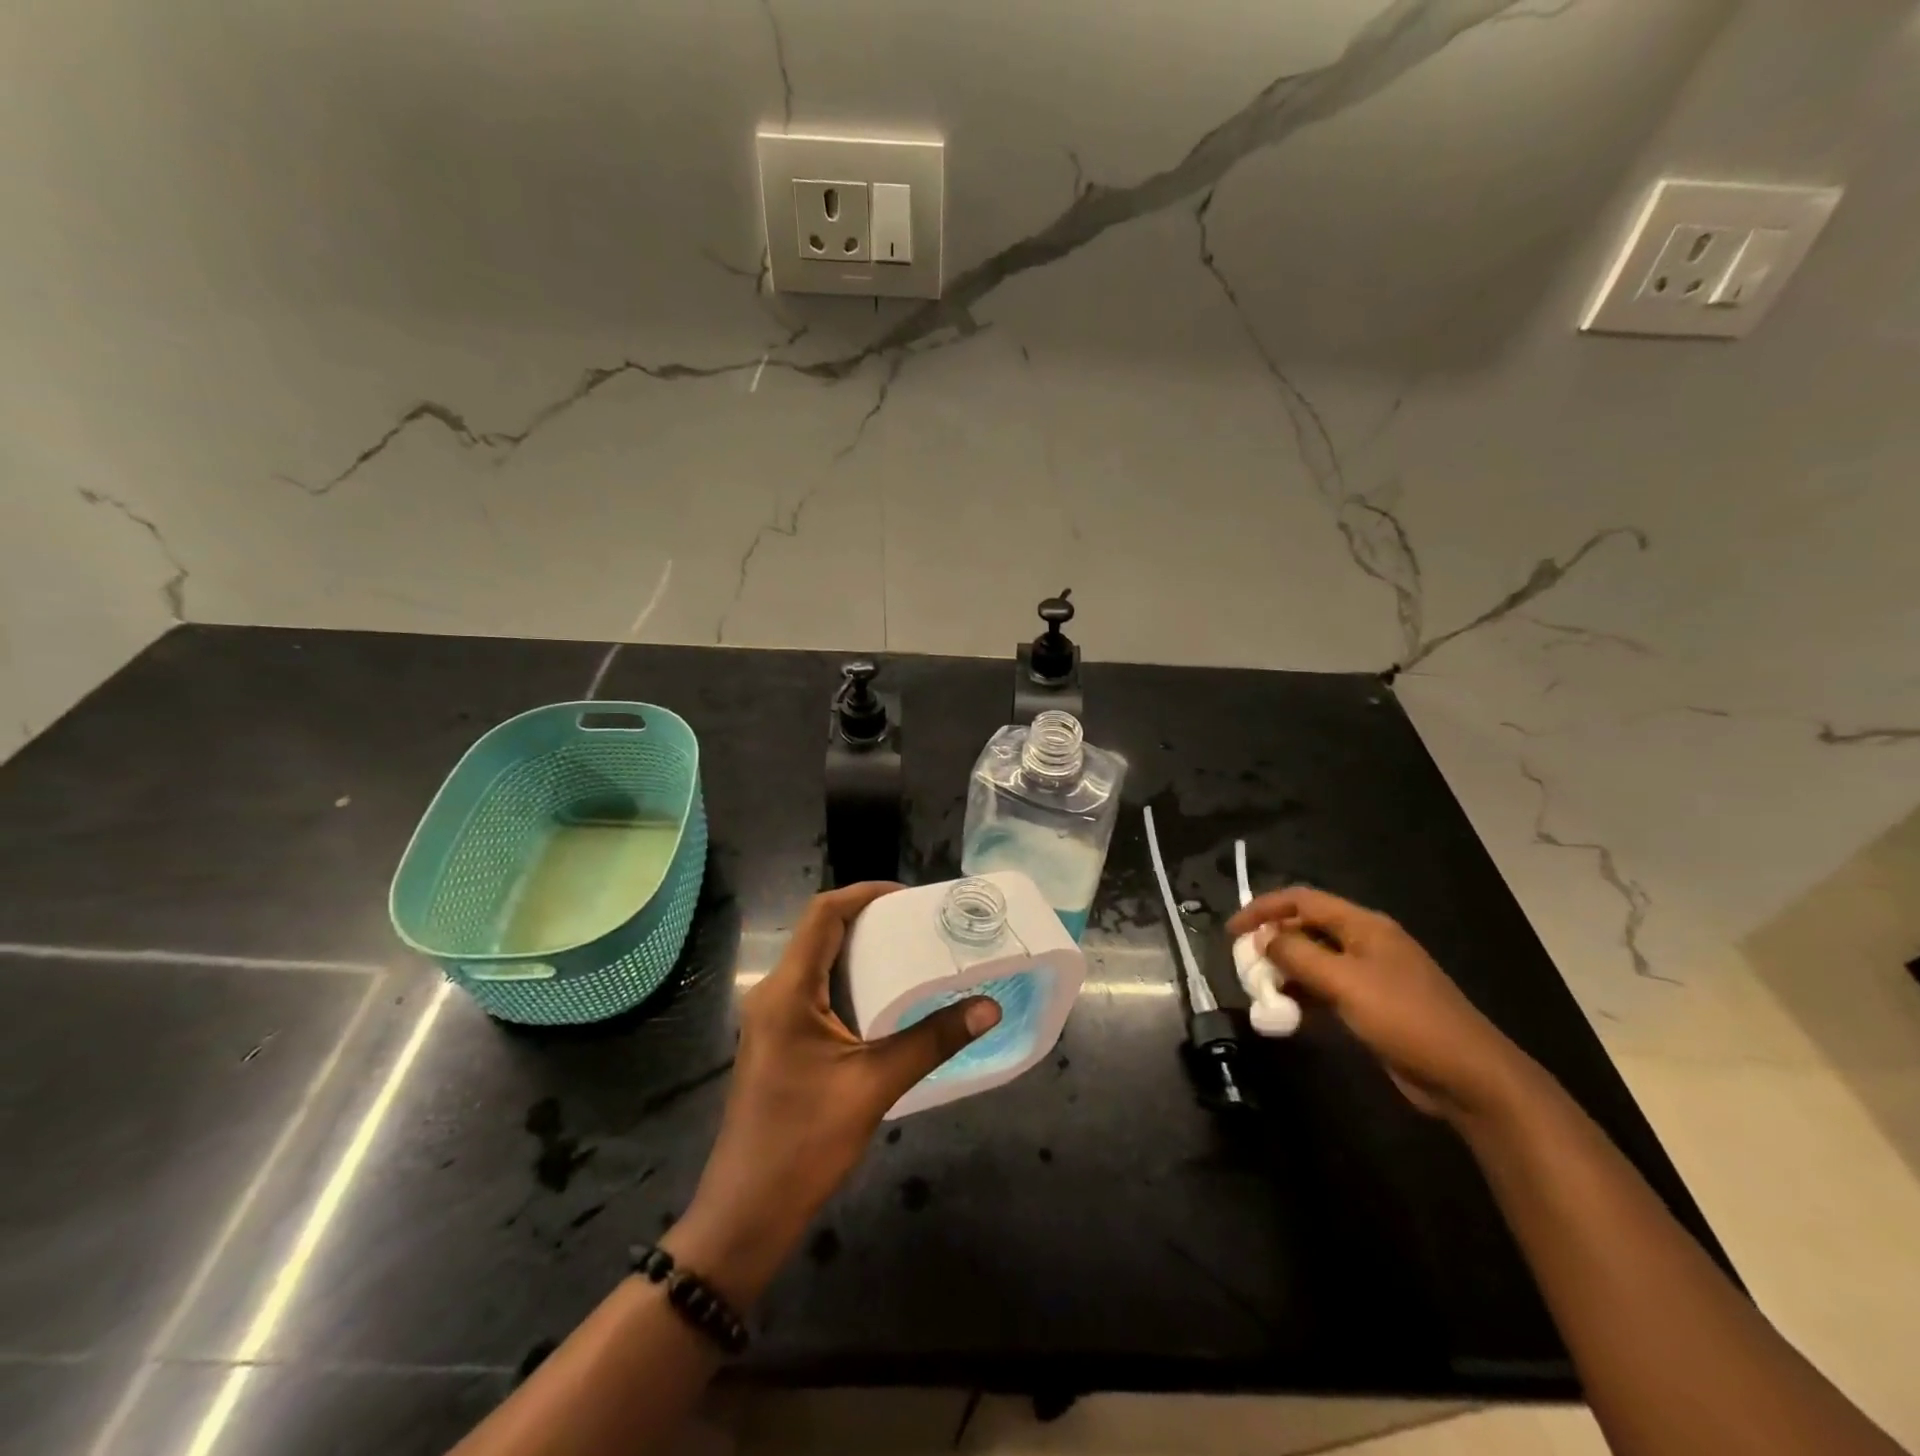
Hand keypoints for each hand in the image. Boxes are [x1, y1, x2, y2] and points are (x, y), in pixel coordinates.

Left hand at [664, 883, 1000, 1304]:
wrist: (746, 1214)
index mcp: (788, 989)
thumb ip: (932, 1041)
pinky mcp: (780, 1041)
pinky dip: (852, 982)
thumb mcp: (874, 1085)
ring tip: (913, 953)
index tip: (911, 898)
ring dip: (862, 951)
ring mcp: (773, 1019)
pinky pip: (817, 991)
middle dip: (870, 920)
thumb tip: (988, 1007)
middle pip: (821, 932)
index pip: (823, 913)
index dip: (865, 894)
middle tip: (922, 925)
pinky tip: (888, 1000)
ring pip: (819, 962)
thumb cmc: (804, 1142)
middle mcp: (774, 992)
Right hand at [1227, 886, 1531, 1123]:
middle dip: (1273, 940)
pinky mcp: (1374, 1004)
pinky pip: (1328, 987)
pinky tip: (1288, 1009)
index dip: (1264, 909)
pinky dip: (1304, 992)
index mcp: (1364, 926)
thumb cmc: (1406, 1019)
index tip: (1232, 931)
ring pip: (1315, 959)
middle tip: (1243, 963)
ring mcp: (1372, 974)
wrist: (1470, 1077)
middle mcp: (1366, 942)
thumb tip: (1262, 939)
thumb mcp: (1345, 983)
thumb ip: (1299, 956)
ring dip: (1286, 969)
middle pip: (1308, 927)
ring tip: (1260, 988)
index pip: (1303, 900)